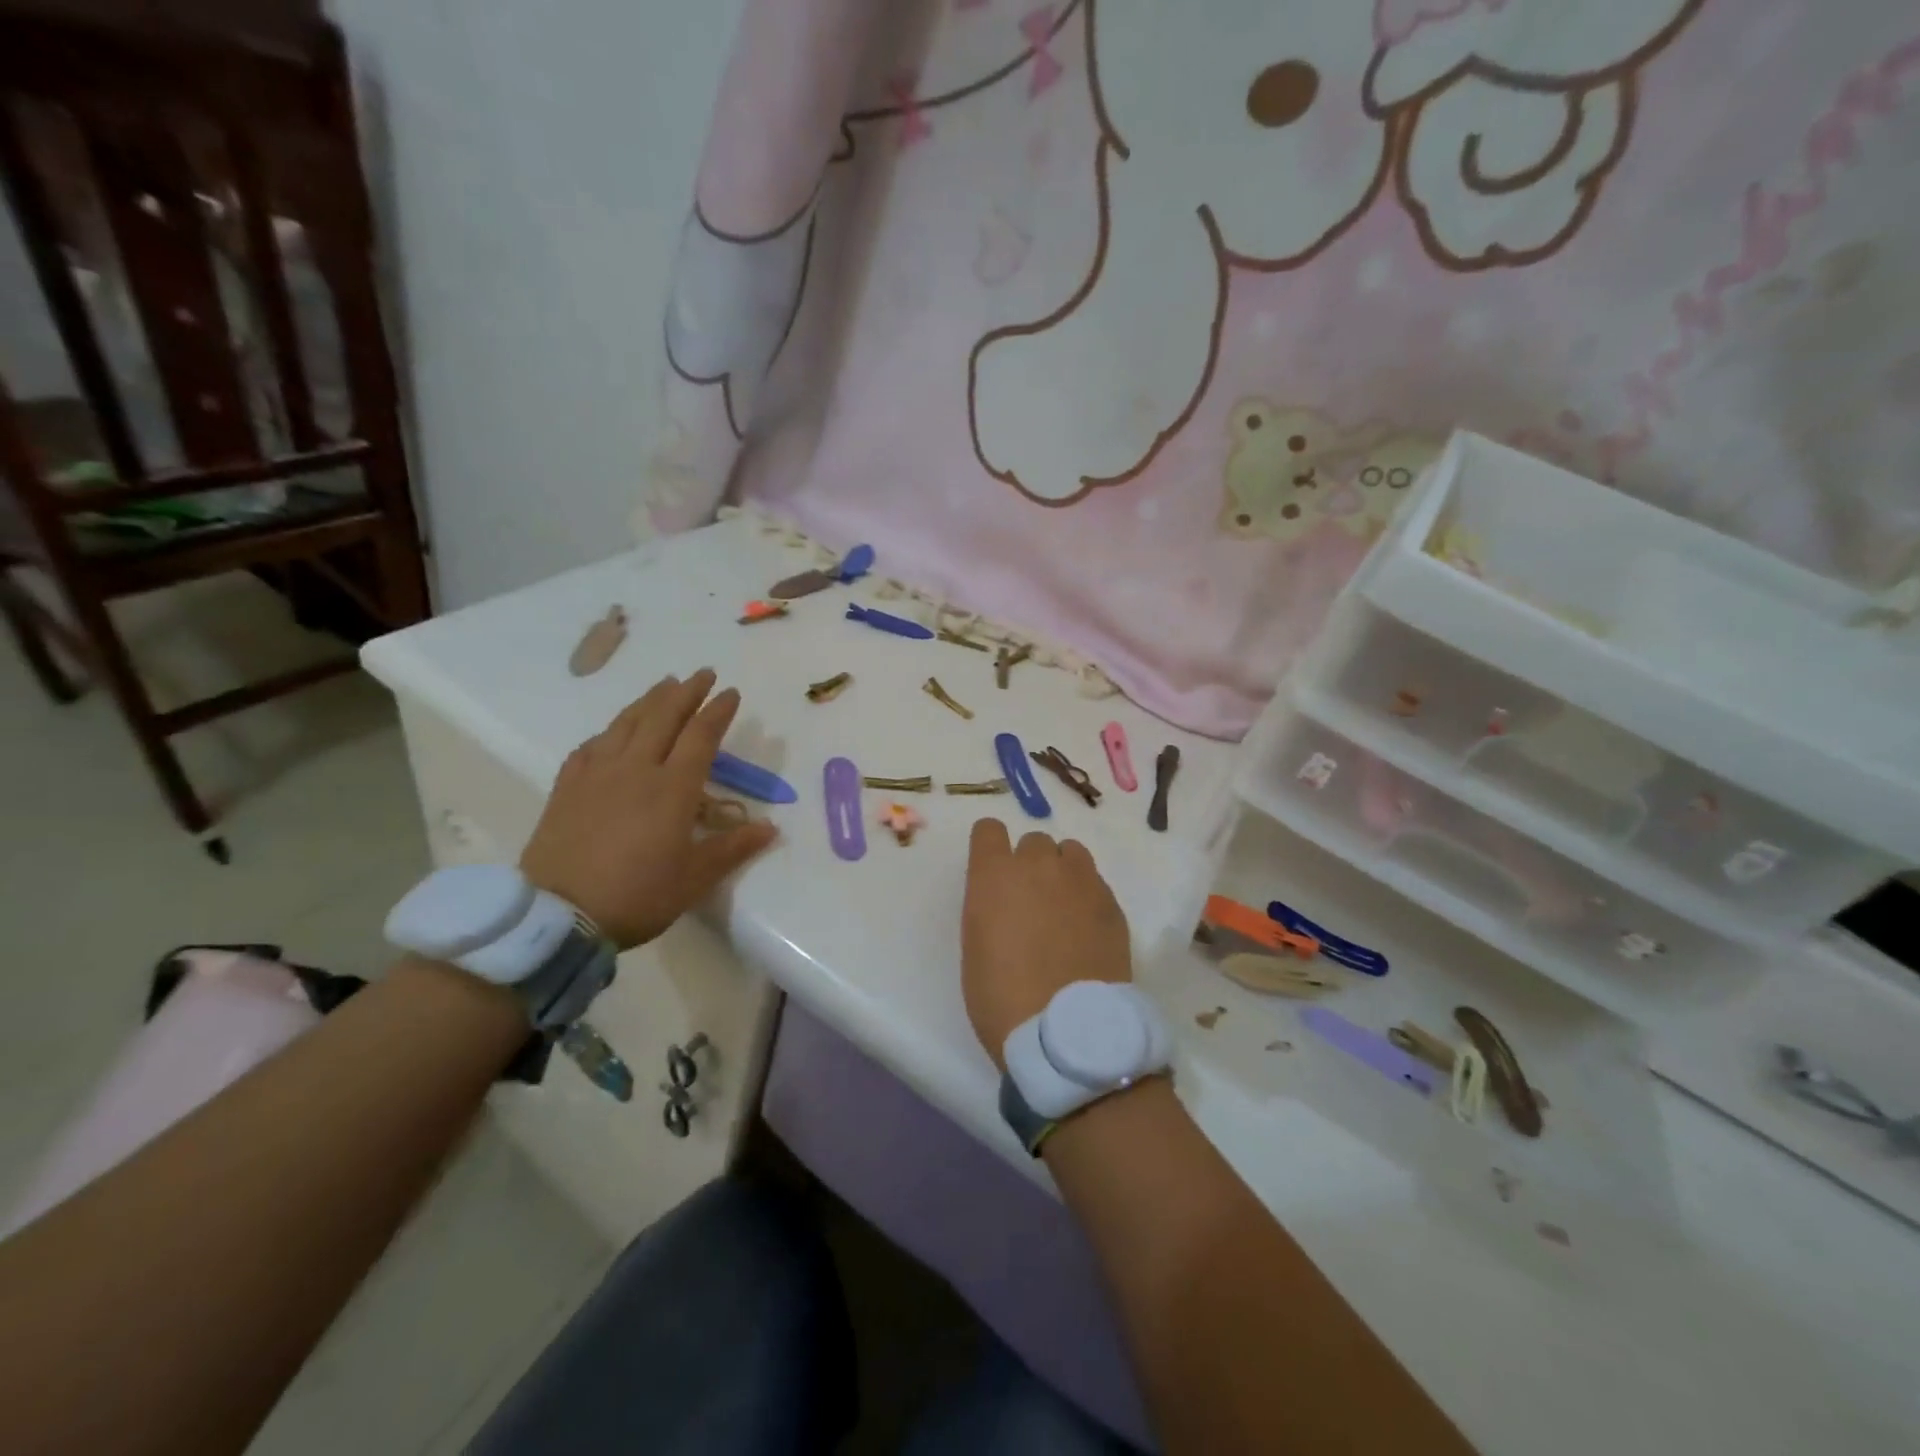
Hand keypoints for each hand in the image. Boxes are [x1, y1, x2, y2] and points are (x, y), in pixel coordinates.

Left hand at [520, 669, 776, 949]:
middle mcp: (636, 770)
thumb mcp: (694, 878)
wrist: (558, 915)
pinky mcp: (567, 787)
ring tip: (664, 685)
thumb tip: (771, 828)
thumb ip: (733, 848)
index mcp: (673, 789)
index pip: (701, 737)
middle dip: (686, 692)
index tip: (732, 693)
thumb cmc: (637, 896)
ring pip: (626, 723)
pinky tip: (612, 731)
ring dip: (649, 700)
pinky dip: (609, 731)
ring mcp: (597, 775)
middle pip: (663, 718)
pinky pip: (591, 746)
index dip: (718, 712)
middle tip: (702, 673)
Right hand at [961, 820, 1131, 1068]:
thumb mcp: (976, 946)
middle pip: (1033, 841)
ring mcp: (1080, 880)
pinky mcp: (1111, 902)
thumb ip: (989, 906)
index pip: (988, 829)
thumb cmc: (1001, 997)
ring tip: (1063, 908)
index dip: (990, 846)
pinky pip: (1095, 882)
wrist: (1066, 1030)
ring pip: (1070, 852)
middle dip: (1030, 864)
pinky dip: (1088, 896)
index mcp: (994, 874)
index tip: (993, 870)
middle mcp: (1038, 864)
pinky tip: (1086, 930)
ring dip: (1062, 871)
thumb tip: (1006, 901)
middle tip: (1030, 901)